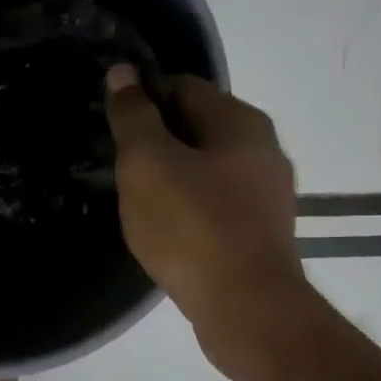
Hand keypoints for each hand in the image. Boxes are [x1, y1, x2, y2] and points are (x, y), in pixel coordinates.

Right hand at [103, 65, 302, 365]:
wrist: (245, 308)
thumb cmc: (191, 226)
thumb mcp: (147, 163)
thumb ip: (133, 116)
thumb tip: (123, 72)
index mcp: (239, 121)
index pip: (181, 86)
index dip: (142, 100)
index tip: (113, 128)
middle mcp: (263, 148)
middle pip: (196, 127)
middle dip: (155, 141)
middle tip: (119, 167)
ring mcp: (267, 193)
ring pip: (205, 167)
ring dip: (171, 176)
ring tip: (137, 200)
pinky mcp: (261, 231)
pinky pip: (215, 203)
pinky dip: (189, 207)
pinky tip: (167, 230)